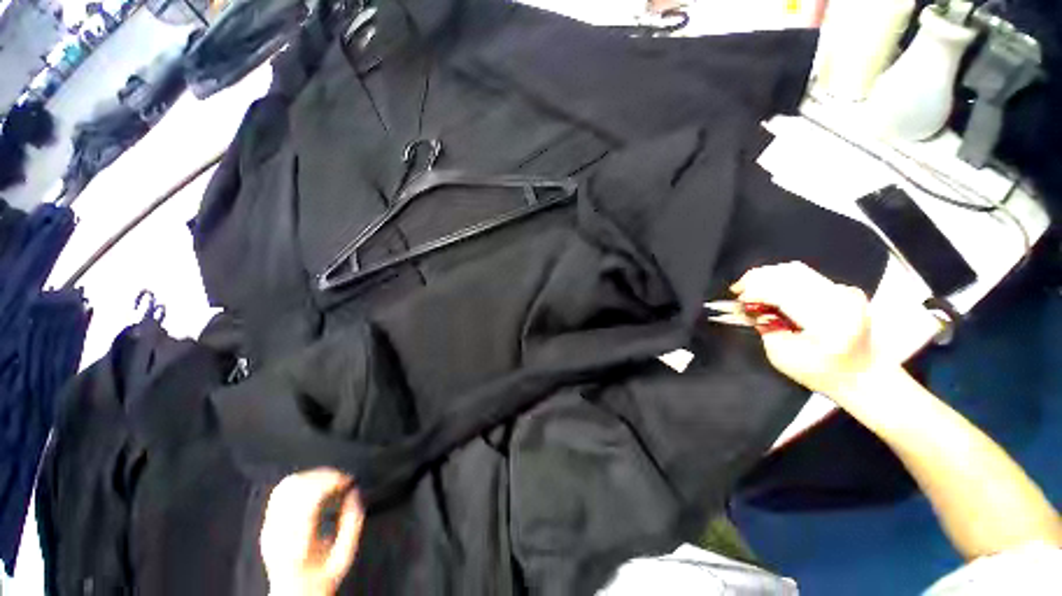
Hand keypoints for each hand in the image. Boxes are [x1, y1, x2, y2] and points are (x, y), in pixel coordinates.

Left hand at [261, 469, 363, 595]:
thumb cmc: (321, 578)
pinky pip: (281, 491)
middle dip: (325, 475)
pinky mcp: (268, 522)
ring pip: (287, 486)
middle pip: (297, 488)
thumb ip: (352, 524)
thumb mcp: (344, 557)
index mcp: (296, 544)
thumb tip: (355, 493)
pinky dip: (301, 480)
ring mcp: (269, 527)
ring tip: (332, 479)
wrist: (294, 595)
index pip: (308, 500)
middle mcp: (278, 533)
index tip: (349, 480)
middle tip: (343, 478)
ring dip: (313, 475)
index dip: (331, 482)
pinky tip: (315, 484)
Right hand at [731, 262, 884, 402]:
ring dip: (767, 276)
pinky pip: (805, 275)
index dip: (755, 291)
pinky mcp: (842, 289)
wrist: (864, 376)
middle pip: (789, 274)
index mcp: (828, 321)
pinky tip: (770, 288)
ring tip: (750, 287)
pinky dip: (781, 279)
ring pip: (796, 270)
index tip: (737, 298)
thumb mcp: (783, 357)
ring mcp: (844, 291)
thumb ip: (765, 330)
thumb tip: (750, 308)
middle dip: (757, 278)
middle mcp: (840, 300)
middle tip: (738, 289)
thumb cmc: (822, 373)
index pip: (784, 293)